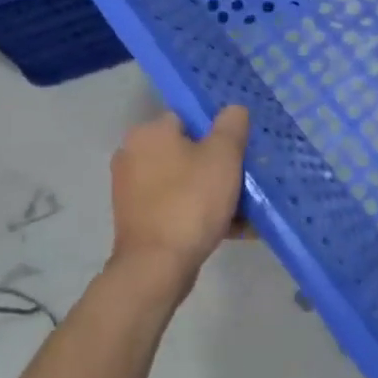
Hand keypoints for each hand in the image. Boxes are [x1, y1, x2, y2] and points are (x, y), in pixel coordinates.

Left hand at [109, 106, 249, 298]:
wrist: (156, 267)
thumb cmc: (190, 202)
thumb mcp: (223, 155)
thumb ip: (232, 125)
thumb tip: (233, 109)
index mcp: (148, 132)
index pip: (189, 118)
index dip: (218, 133)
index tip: (240, 152)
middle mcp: (133, 155)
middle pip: (187, 151)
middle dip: (218, 166)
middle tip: (245, 181)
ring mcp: (132, 190)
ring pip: (184, 181)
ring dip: (212, 192)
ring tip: (245, 210)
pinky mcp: (138, 219)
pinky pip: (176, 206)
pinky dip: (199, 213)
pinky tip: (231, 228)